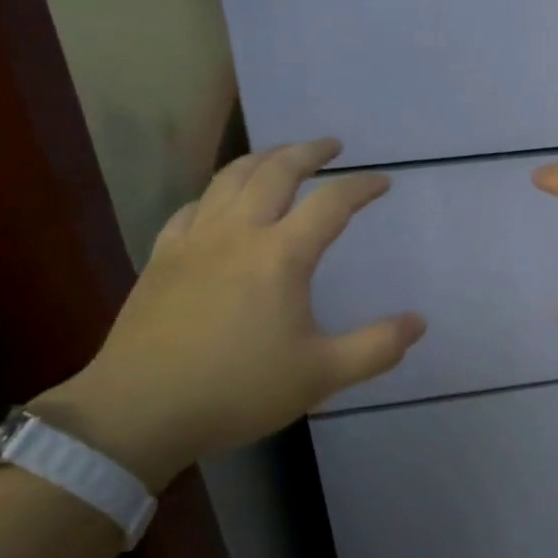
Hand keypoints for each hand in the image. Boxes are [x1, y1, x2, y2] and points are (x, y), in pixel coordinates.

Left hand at [34, 139, 424, 489]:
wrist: (139, 412)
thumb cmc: (237, 391)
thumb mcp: (320, 376)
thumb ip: (376, 348)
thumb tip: (419, 322)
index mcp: (280, 255)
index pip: (331, 203)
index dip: (361, 187)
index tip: (382, 182)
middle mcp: (238, 233)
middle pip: (276, 171)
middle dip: (308, 152)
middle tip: (330, 145)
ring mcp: (195, 240)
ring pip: (229, 178)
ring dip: (261, 158)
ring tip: (280, 155)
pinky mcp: (162, 256)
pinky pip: (192, 208)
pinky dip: (214, 194)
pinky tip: (218, 203)